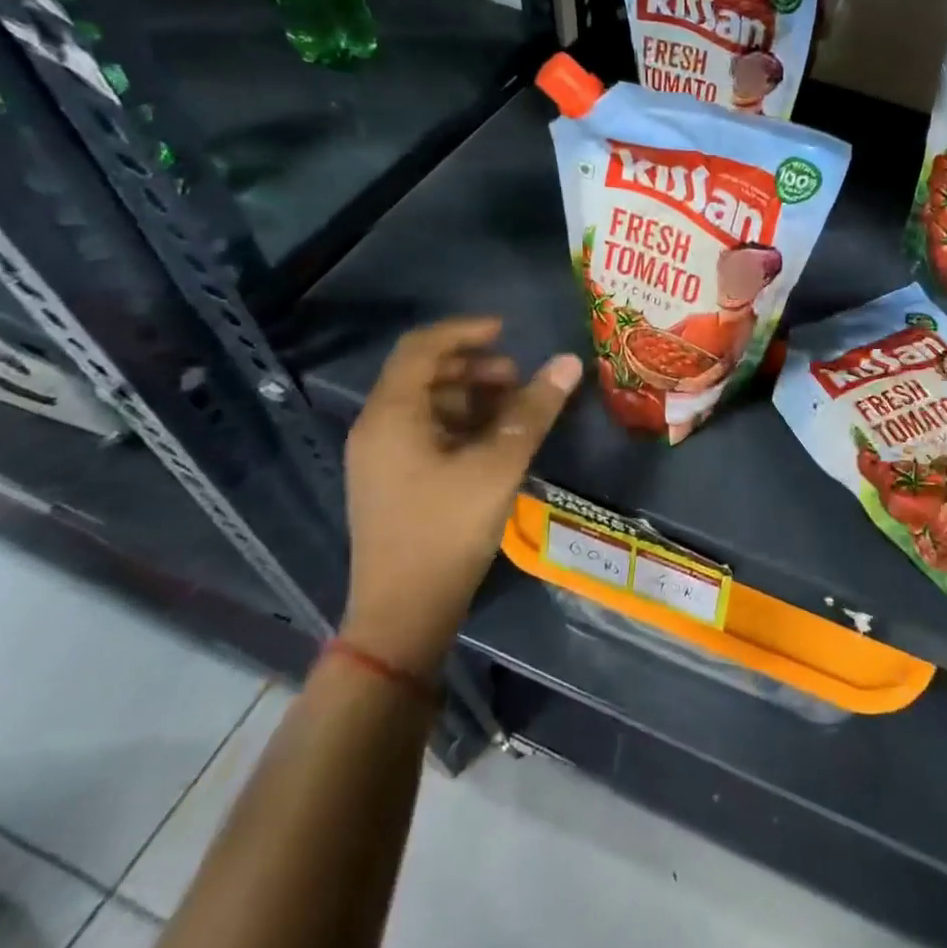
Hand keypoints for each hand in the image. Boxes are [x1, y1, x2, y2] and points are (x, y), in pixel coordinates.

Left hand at [341, 319, 582, 674]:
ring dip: (472, 396)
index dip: (465, 331)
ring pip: (428, 404)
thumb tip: (568, 362)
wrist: (403, 616)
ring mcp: (382, 457)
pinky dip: (462, 423)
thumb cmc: (447, 531)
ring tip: (515, 409)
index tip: (507, 331)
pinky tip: (496, 441)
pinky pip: (427, 432)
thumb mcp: (499, 465)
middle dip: (475, 368)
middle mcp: (378, 428)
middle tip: (519, 378)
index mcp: (392, 416)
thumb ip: (534, 409)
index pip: (422, 348)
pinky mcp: (393, 481)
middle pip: (425, 374)